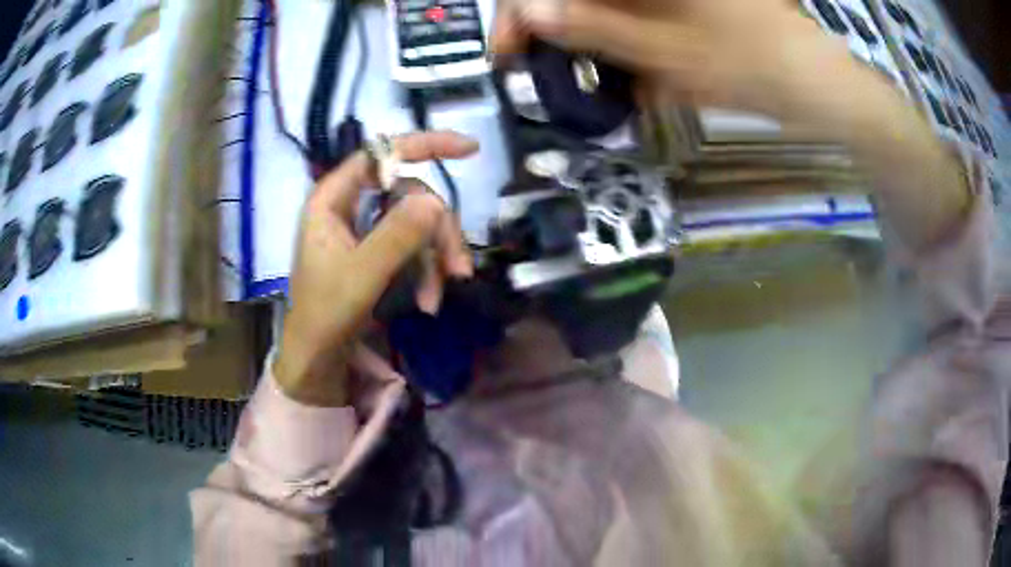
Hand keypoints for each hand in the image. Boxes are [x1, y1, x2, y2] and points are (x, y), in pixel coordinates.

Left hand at [274, 132, 477, 405]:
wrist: (318, 360)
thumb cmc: (325, 315)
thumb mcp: (362, 275)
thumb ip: (397, 236)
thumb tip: (436, 202)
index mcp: (332, 199)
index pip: (381, 154)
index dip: (424, 145)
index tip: (469, 150)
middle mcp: (349, 206)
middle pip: (409, 195)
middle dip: (438, 231)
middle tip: (458, 269)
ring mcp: (364, 229)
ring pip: (417, 223)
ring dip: (435, 258)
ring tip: (439, 296)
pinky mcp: (375, 252)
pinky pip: (412, 247)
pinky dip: (425, 272)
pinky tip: (428, 302)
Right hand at [493, 0, 865, 125]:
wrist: (813, 80)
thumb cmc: (748, 65)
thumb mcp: (666, 54)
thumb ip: (593, 29)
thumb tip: (529, 14)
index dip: (519, 10)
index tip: (506, 50)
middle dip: (544, 20)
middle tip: (529, 61)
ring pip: (600, 2)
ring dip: (578, 29)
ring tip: (570, 67)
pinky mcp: (673, 5)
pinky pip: (627, 10)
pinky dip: (611, 33)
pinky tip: (612, 60)